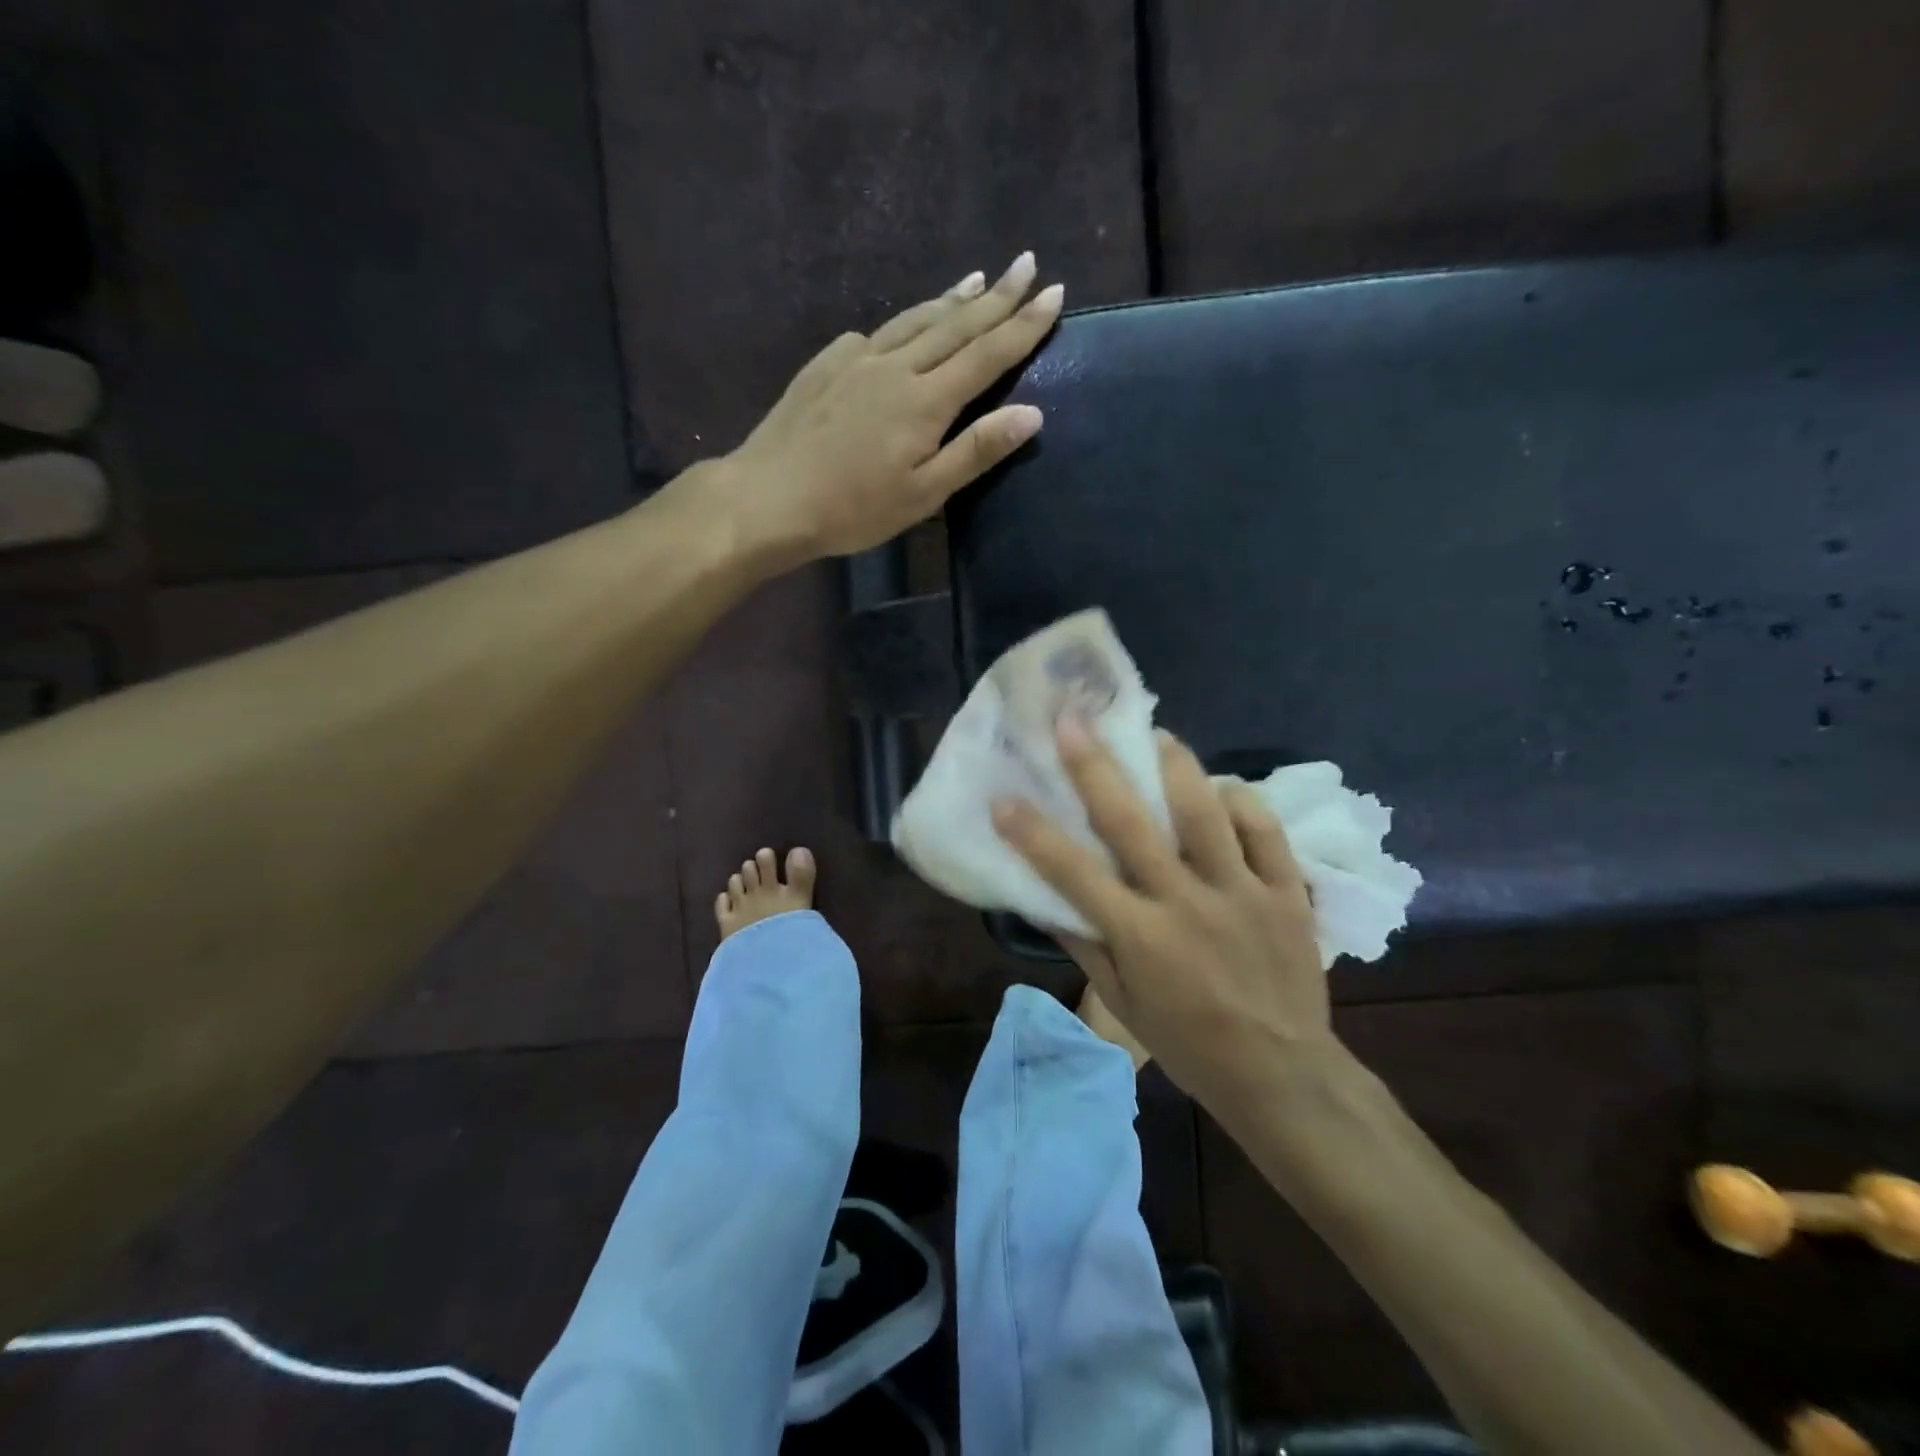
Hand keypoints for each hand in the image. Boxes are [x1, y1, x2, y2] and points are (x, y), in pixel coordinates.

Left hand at [722, 252, 1061, 560]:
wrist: (770, 497)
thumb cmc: (853, 508)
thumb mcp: (924, 494)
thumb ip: (976, 451)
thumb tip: (1032, 413)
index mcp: (925, 400)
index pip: (987, 354)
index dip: (1023, 325)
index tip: (1055, 294)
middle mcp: (896, 366)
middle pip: (955, 325)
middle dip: (996, 295)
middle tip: (1027, 264)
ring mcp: (857, 360)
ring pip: (915, 319)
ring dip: (951, 299)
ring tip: (977, 279)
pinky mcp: (827, 364)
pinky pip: (877, 333)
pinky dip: (904, 322)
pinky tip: (906, 325)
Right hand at [991, 718, 1331, 1104]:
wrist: (1283, 1075)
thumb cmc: (1189, 1043)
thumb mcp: (1123, 1003)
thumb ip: (1085, 945)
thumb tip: (1044, 899)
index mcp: (1139, 936)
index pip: (1072, 873)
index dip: (1032, 833)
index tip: (1003, 798)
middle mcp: (1186, 902)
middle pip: (1131, 823)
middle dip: (1094, 767)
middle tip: (1071, 722)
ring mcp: (1241, 892)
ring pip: (1205, 812)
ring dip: (1176, 766)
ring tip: (1156, 734)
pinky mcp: (1286, 892)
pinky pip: (1266, 832)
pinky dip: (1243, 802)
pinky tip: (1223, 788)